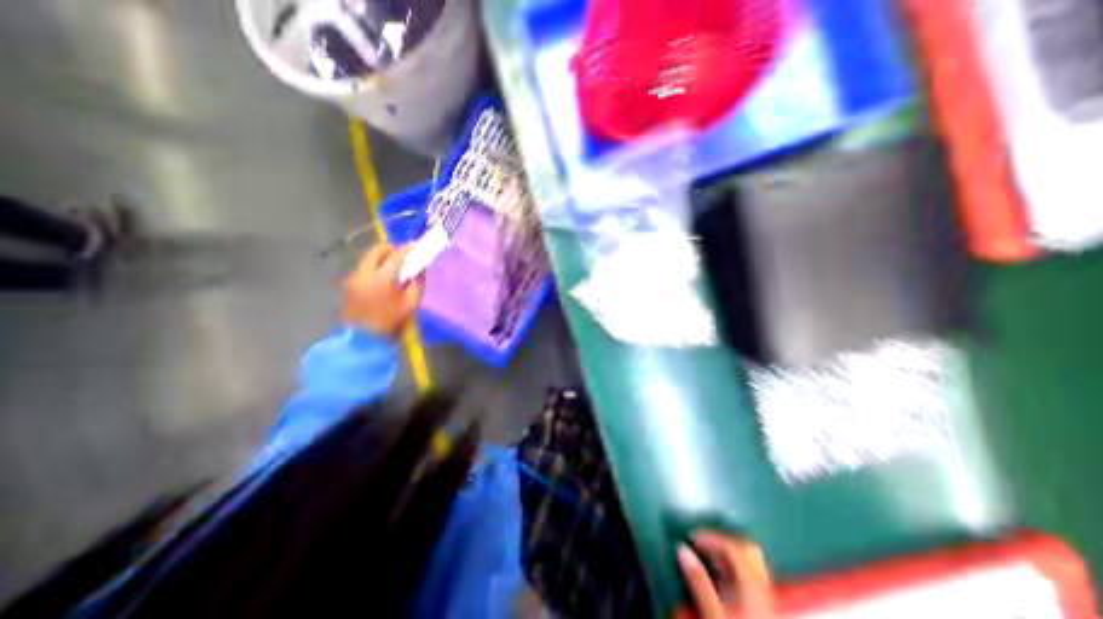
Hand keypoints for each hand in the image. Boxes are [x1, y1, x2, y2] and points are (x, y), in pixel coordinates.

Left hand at [342, 242, 422, 336]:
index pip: (397, 256)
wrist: (362, 341)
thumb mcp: (411, 305)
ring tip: (395, 267)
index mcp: (381, 278)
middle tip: (405, 255)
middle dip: (392, 249)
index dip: (409, 249)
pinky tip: (383, 279)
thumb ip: (417, 284)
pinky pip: (364, 269)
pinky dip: (375, 267)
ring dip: (383, 258)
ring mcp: (353, 279)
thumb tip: (420, 270)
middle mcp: (364, 273)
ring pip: (369, 259)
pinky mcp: (349, 286)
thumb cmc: (390, 323)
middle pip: (377, 251)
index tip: (418, 246)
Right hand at [682, 533, 773, 618]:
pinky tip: (722, 577)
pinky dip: (735, 567)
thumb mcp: (712, 614)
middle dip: (723, 540)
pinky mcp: (766, 610)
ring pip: (752, 561)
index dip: (711, 537)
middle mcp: (763, 588)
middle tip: (702, 543)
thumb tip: (681, 549)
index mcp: (752, 586)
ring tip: (708, 556)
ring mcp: (767, 599)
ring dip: (729, 553)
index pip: (733, 547)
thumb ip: (698, 580)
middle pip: (747, 549)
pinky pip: (752, 576)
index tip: (691, 537)